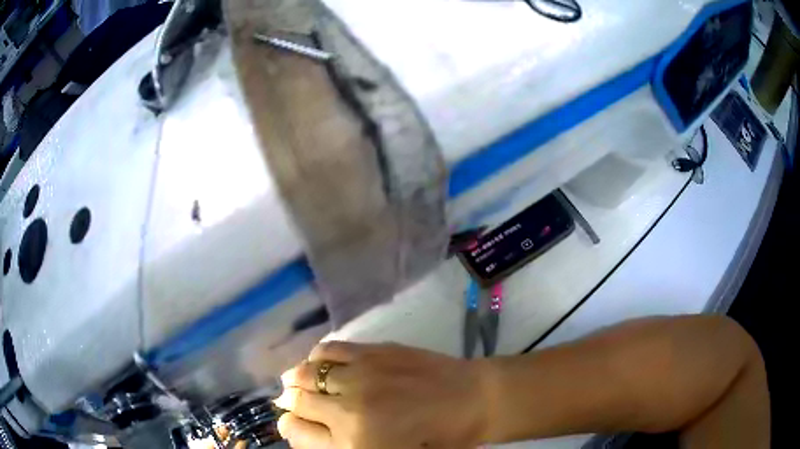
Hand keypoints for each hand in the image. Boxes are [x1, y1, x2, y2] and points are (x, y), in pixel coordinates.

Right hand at [274, 342, 490, 448]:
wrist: (471, 401)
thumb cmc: (434, 439)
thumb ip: (339, 446)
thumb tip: (301, 428)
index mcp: (352, 445)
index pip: (297, 433)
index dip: (289, 427)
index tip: (292, 423)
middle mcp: (347, 411)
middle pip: (297, 401)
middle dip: (289, 402)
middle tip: (292, 401)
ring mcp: (359, 377)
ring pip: (306, 373)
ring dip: (297, 378)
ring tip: (298, 381)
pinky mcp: (372, 352)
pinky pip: (329, 349)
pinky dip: (317, 356)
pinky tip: (319, 362)